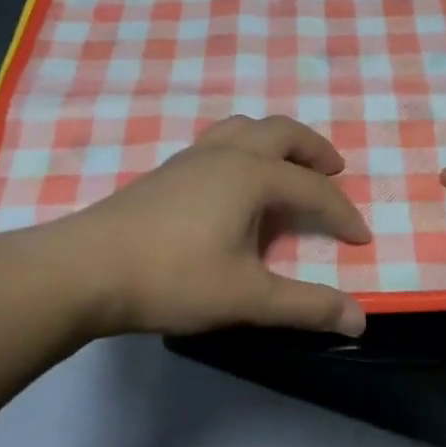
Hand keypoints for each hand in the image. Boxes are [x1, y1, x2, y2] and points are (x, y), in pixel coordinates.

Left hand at [50, 115, 371, 338]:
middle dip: (314, 150)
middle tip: (334, 171)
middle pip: (282, 132)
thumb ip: (306, 306)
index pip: (313, 188)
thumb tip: (360, 318)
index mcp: (251, 175)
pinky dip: (246, 149)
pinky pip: (220, 142)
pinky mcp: (167, 171)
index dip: (342, 213)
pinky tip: (236, 184)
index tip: (361, 238)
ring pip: (245, 128)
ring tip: (288, 167)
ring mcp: (191, 157)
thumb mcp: (246, 297)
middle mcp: (225, 153)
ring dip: (277, 142)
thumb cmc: (172, 278)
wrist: (84, 270)